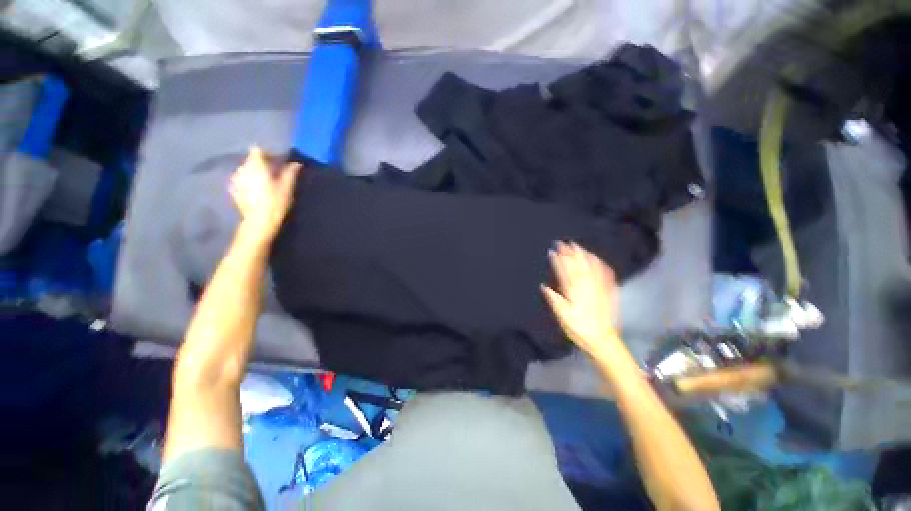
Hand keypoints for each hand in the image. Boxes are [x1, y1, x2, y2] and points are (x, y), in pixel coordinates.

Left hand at [230, 147, 300, 239]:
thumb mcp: (287, 187)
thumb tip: (296, 163)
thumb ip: (290, 172)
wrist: (258, 221)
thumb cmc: (275, 202)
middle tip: (274, 173)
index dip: (267, 153)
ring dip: (254, 173)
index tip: (277, 161)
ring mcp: (235, 179)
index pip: (257, 150)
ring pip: (245, 170)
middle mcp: (242, 168)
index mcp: (256, 165)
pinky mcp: (233, 190)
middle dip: (261, 164)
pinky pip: (241, 180)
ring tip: (265, 183)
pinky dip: (248, 182)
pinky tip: (256, 191)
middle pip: (250, 160)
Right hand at [542, 241, 619, 355]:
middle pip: (578, 265)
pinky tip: (597, 258)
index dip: (558, 260)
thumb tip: (544, 286)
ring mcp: (599, 287)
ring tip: (578, 246)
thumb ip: (554, 300)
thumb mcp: (563, 316)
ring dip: (584, 255)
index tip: (553, 250)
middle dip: (570, 253)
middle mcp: (587, 286)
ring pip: (591, 267)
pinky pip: (606, 274)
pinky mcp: (609, 291)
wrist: (603, 339)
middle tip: (564, 242)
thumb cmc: (579, 328)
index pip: (565, 272)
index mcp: (574, 292)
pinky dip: (600, 264)